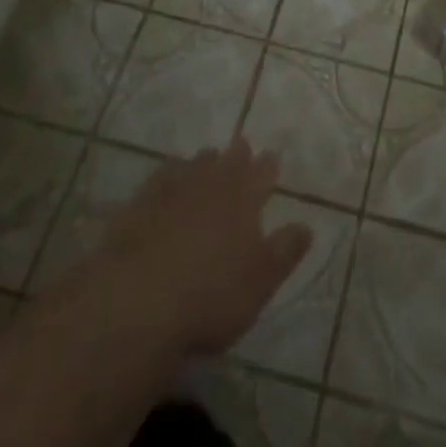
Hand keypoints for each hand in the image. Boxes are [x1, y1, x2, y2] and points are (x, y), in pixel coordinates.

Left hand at [93, 137, 312, 356]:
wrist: (138, 300)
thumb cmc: (211, 295)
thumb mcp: (260, 282)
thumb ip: (285, 252)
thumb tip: (307, 225)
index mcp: (244, 200)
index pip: (262, 175)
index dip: (268, 166)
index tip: (272, 157)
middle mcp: (212, 185)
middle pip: (229, 162)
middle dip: (238, 155)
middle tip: (242, 146)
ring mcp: (174, 189)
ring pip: (195, 164)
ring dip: (205, 160)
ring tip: (209, 156)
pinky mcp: (141, 202)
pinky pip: (161, 176)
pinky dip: (170, 171)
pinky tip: (168, 174)